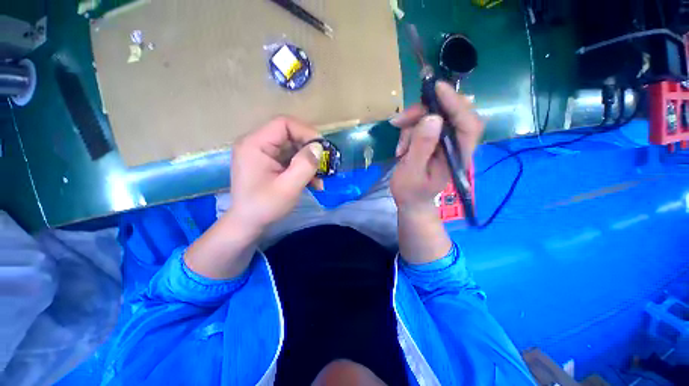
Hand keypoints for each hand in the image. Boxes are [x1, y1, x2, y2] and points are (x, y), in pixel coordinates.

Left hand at [185, 117, 322, 279]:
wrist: (247, 224)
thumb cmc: (264, 207)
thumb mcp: (288, 187)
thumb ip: (304, 165)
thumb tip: (319, 147)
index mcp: (255, 144)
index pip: (284, 124)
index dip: (306, 132)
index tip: (322, 150)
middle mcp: (257, 144)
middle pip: (290, 135)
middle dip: (309, 150)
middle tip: (324, 165)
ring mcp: (263, 154)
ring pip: (293, 148)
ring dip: (309, 162)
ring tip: (320, 179)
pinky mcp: (269, 163)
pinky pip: (290, 159)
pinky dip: (303, 168)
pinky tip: (313, 183)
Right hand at [390, 81, 483, 213]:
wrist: (411, 201)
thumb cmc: (411, 191)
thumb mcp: (411, 171)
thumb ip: (421, 147)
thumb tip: (432, 118)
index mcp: (457, 155)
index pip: (467, 123)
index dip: (455, 103)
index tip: (436, 88)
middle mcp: (455, 144)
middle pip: (449, 114)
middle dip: (423, 112)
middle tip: (400, 121)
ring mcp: (444, 142)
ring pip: (432, 117)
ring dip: (411, 125)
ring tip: (400, 148)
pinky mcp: (433, 141)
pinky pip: (422, 125)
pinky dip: (409, 131)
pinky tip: (402, 148)